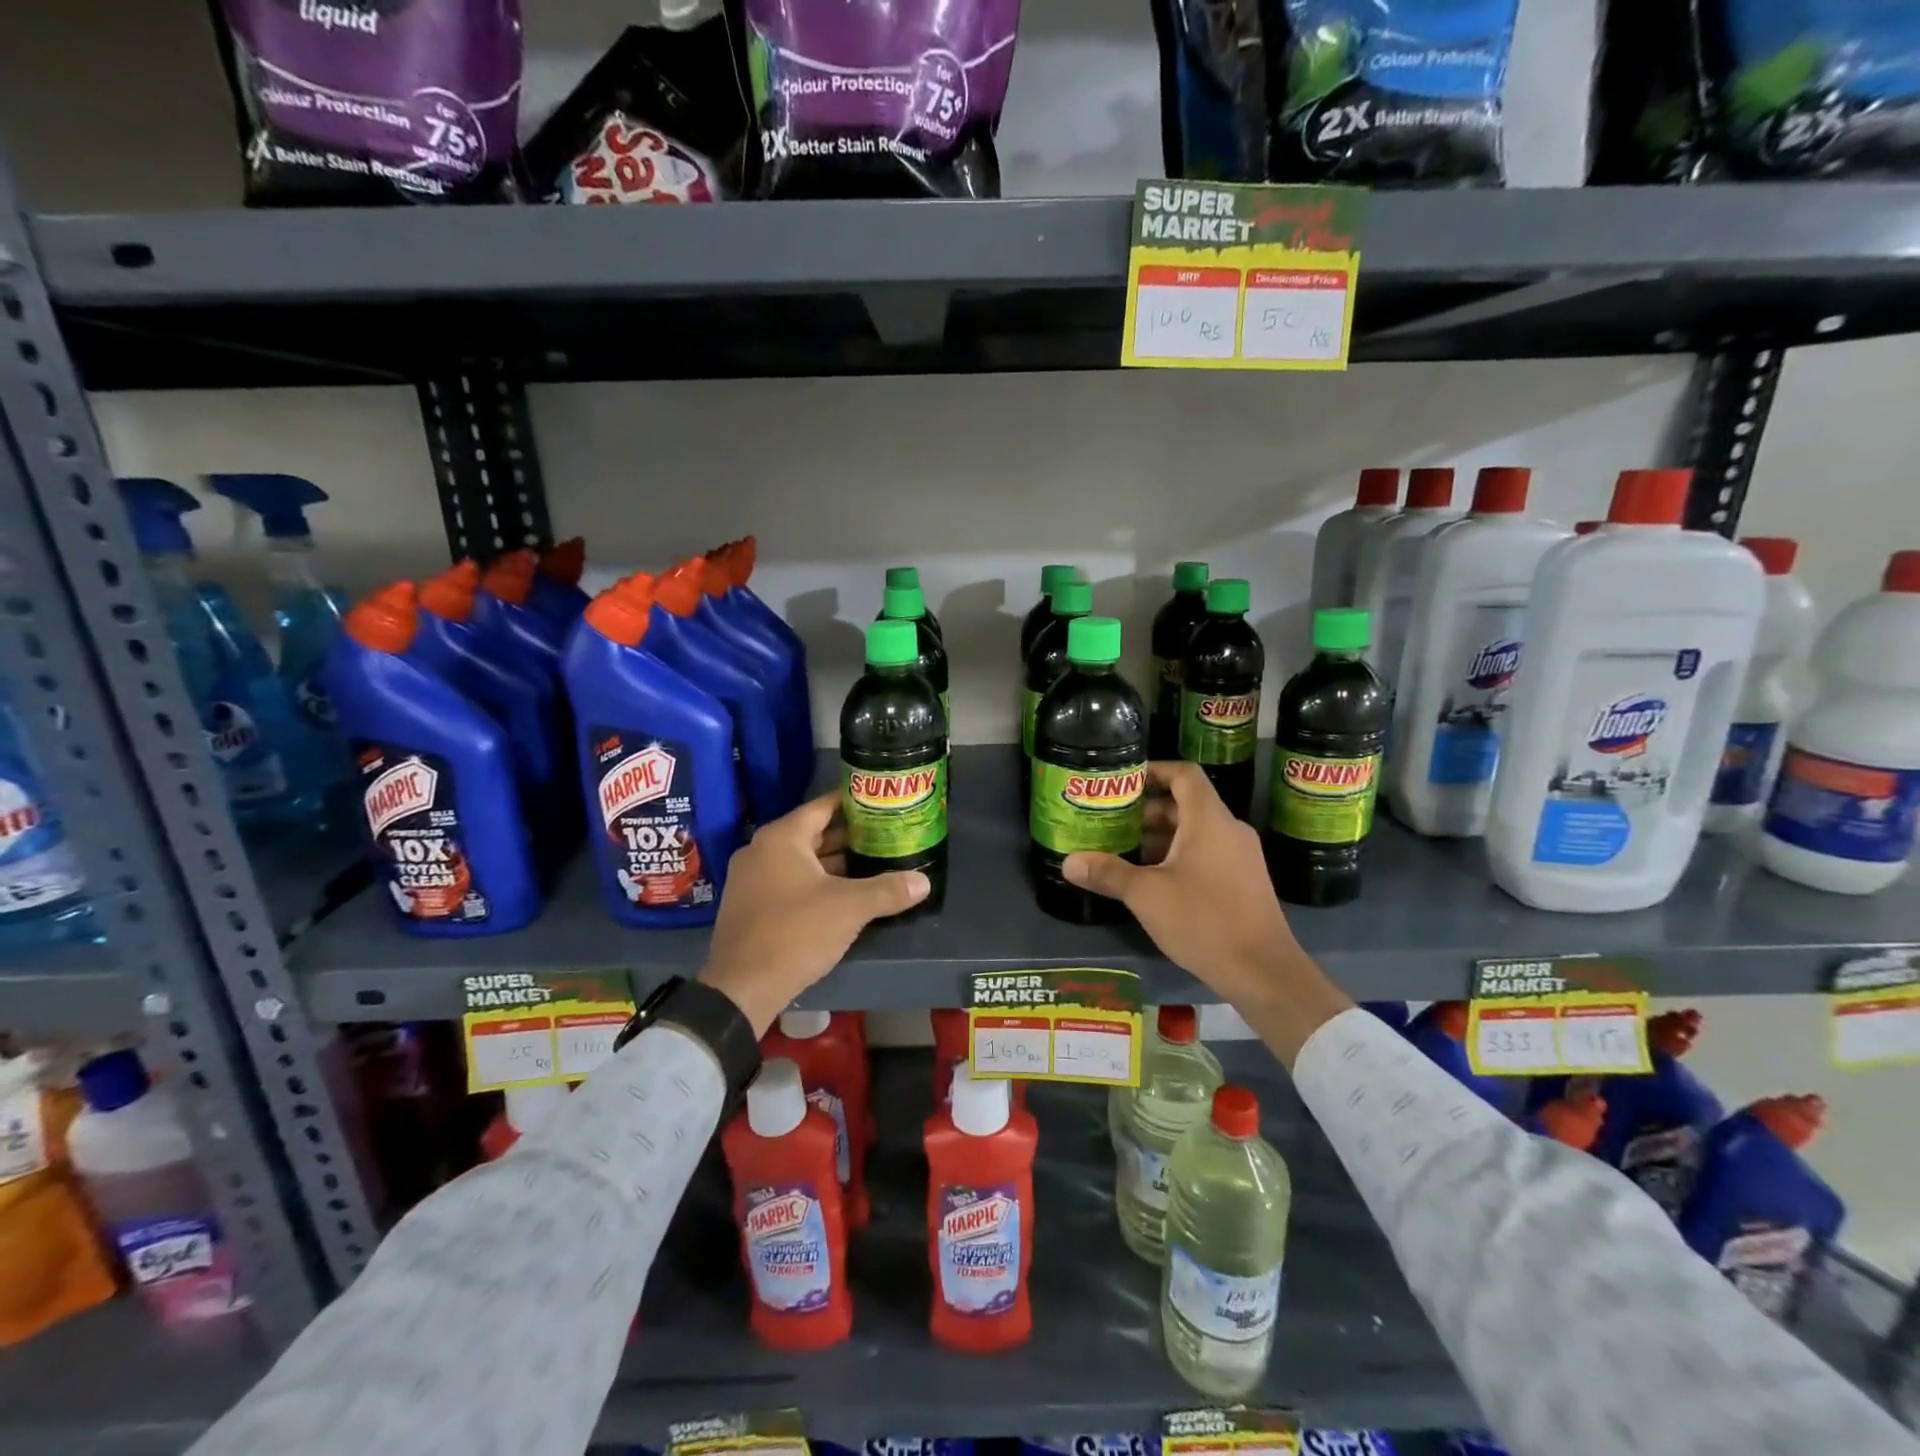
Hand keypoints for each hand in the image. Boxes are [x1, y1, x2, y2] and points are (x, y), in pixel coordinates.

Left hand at [698, 792, 929, 1033]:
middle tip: (884, 835)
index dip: (853, 803)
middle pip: (812, 833)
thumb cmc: (796, 932)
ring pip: (800, 860)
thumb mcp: (850, 908)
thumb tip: (924, 882)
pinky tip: (842, 894)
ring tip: (871, 863)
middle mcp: (761, 850)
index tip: (880, 803)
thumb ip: (888, 890)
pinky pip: (787, 881)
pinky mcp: (749, 905)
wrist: (742, 987)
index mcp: (782, 838)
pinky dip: (814, 882)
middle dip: (848, 836)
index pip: (823, 806)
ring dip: (833, 862)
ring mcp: (751, 879)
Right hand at [1063, 761, 1295, 1001]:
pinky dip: (1179, 855)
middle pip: (1186, 803)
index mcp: (1209, 819)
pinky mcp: (1243, 881)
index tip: (1123, 780)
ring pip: (1196, 831)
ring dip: (1161, 836)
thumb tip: (1069, 862)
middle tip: (1111, 820)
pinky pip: (1207, 852)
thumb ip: (1108, 873)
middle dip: (1147, 809)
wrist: (1262, 971)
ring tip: (1123, 849)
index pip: (1184, 774)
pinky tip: (1152, 879)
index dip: (1154, 770)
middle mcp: (1229, 829)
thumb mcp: (1146, 895)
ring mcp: (1240, 856)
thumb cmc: (1203, 920)